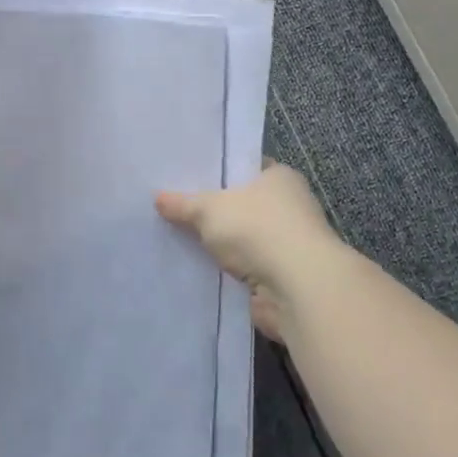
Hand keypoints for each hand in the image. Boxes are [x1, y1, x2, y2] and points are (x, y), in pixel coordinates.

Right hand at [156, 163, 338, 340]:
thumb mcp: (209, 209)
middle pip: (241, 203)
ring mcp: (286, 244)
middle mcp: (288, 206)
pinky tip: (195, 268)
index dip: (217, 170)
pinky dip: (225, 270)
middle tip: (173, 206)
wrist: (299, 290)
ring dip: (218, 243)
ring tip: (176, 237)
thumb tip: (158, 198)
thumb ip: (183, 203)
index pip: (244, 166)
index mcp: (279, 177)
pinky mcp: (280, 277)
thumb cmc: (258, 229)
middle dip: (212, 209)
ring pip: (241, 238)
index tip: (186, 175)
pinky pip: (243, 268)